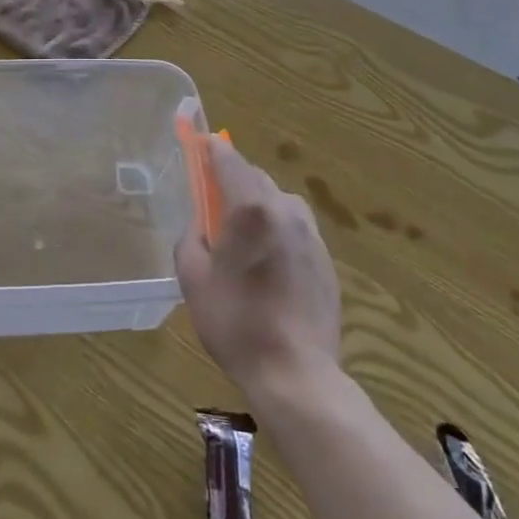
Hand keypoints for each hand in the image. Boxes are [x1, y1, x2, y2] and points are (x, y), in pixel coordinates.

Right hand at [176, 133, 341, 398]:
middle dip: (233, 181)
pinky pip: (295, 229)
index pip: (229, 159)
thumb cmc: (236, 323)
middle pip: (255, 178)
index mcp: (251, 208)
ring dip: (258, 205)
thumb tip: (202, 223)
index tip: (201, 143)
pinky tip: (268, 265)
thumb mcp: (193, 277)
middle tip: (213, 204)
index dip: (212, 148)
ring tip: (243, 239)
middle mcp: (285, 209)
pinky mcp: (326, 259)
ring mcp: (311, 234)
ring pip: (278, 201)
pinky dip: (278, 231)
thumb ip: (192, 236)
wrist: (297, 376)